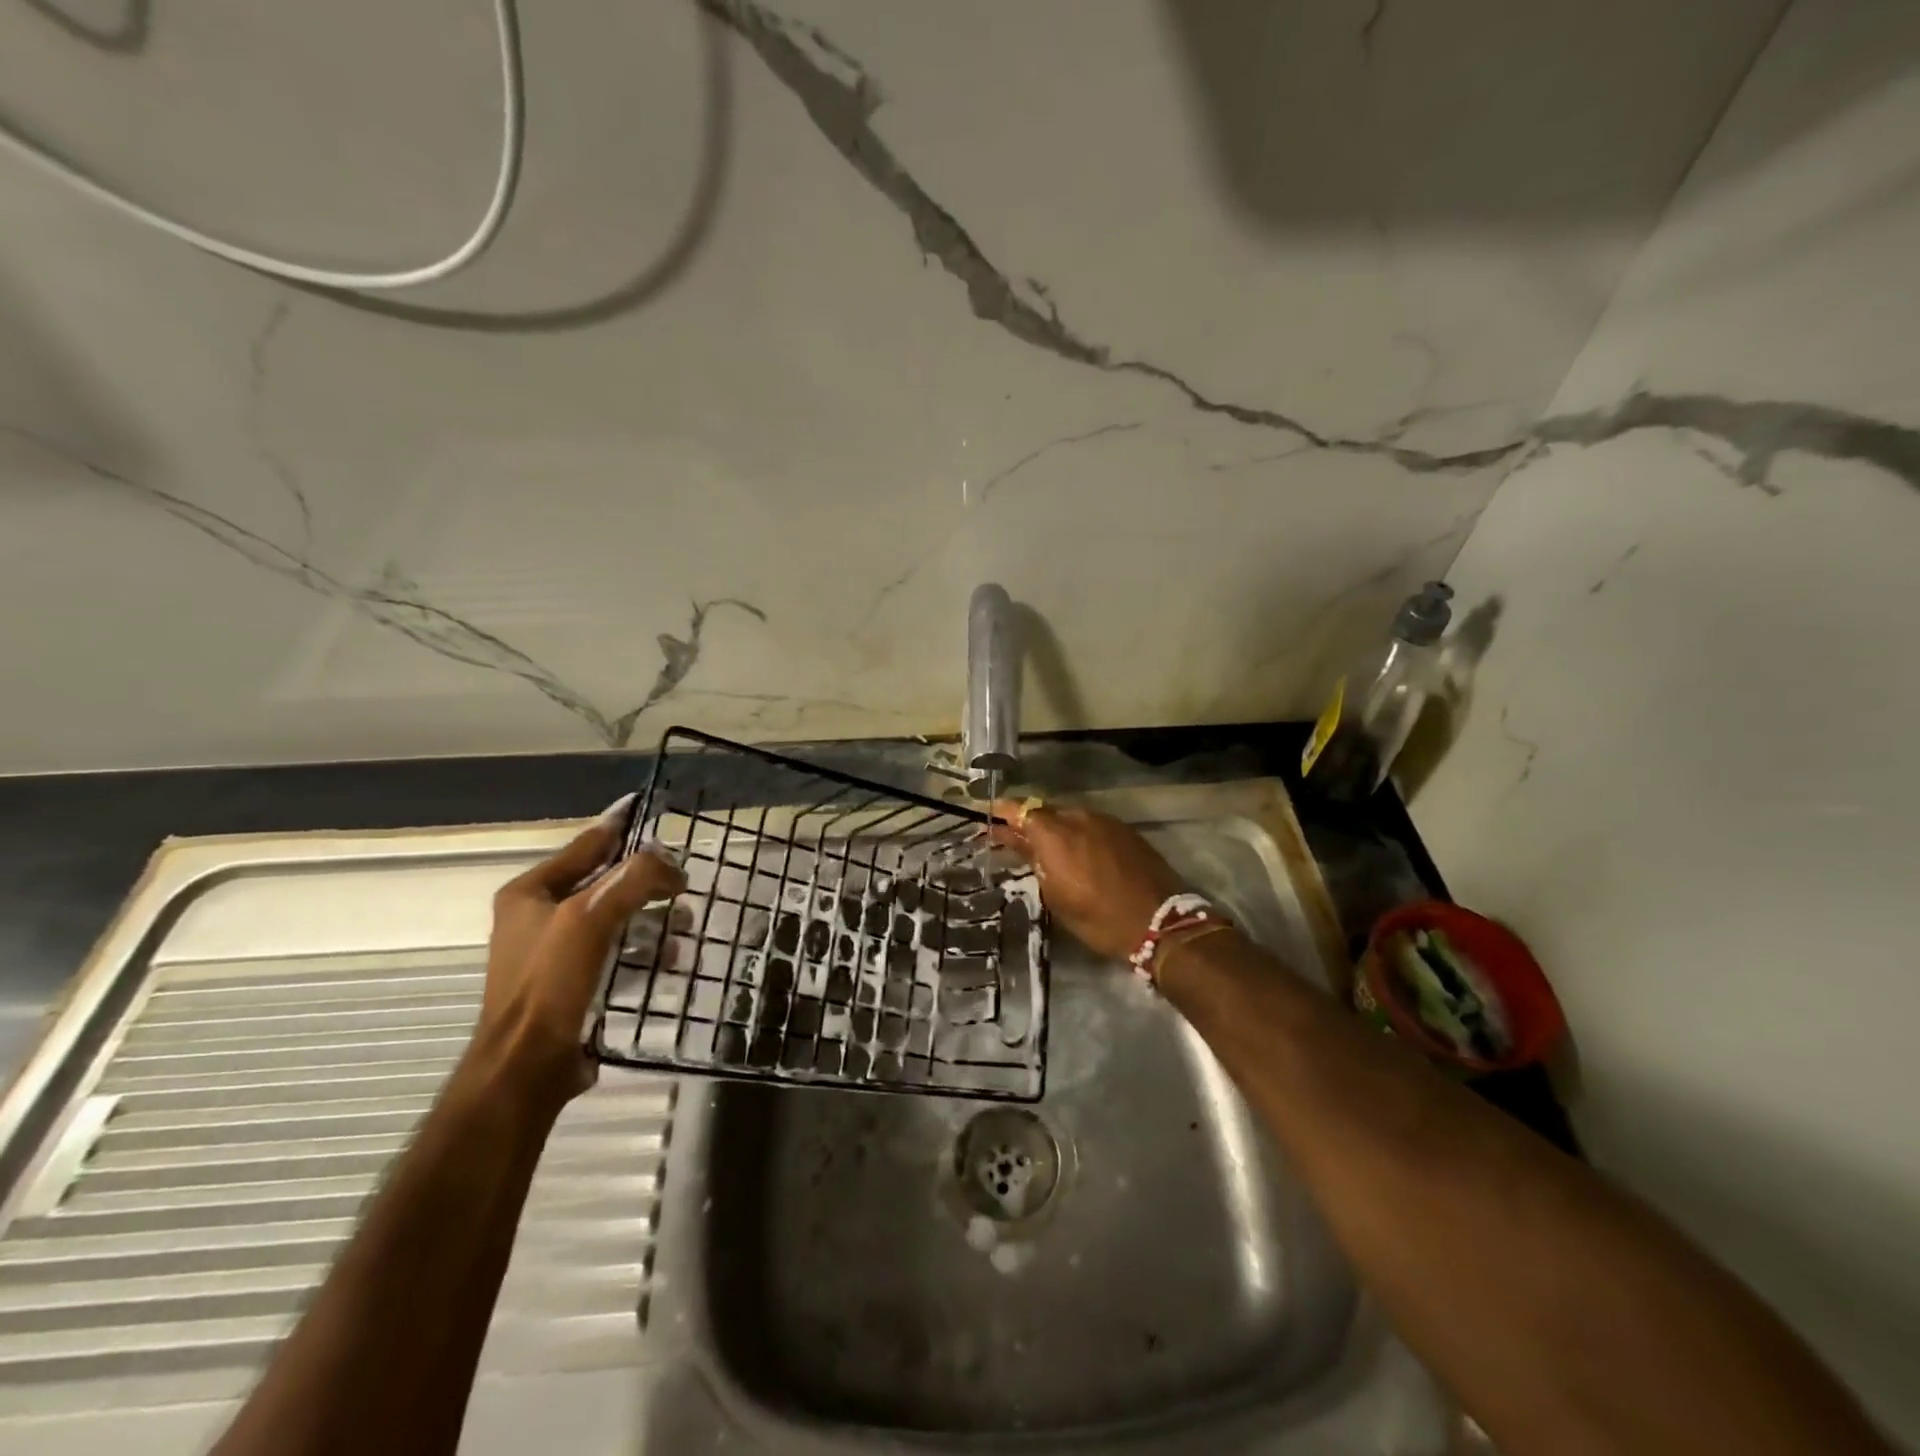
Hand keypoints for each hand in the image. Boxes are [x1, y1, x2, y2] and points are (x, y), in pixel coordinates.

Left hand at [471, 804, 684, 1105]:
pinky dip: (645, 951)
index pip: (586, 844)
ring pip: (616, 919)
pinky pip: (618, 953)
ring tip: (685, 923)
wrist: (526, 1068)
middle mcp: (540, 918)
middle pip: (605, 882)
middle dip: (647, 880)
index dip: (621, 824)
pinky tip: (672, 958)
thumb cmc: (552, 983)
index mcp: (531, 892)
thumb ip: (635, 877)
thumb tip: (670, 862)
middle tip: (683, 880)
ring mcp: (556, 954)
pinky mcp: (574, 985)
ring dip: (652, 918)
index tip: (651, 806)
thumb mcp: (592, 916)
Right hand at [992, 800, 1187, 961]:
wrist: (1160, 922)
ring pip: (1070, 817)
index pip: (1021, 809)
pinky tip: (1079, 854)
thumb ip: (1035, 862)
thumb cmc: (1098, 918)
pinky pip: (1092, 825)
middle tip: (1015, 839)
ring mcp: (1105, 821)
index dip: (1002, 810)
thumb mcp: (1056, 896)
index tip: (987, 814)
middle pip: (1046, 811)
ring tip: (1048, 850)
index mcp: (1055, 834)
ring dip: (1055, 829)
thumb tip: (1019, 842)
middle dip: (1029, 823)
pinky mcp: (1125, 830)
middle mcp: (1079, 818)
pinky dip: (1078, 834)